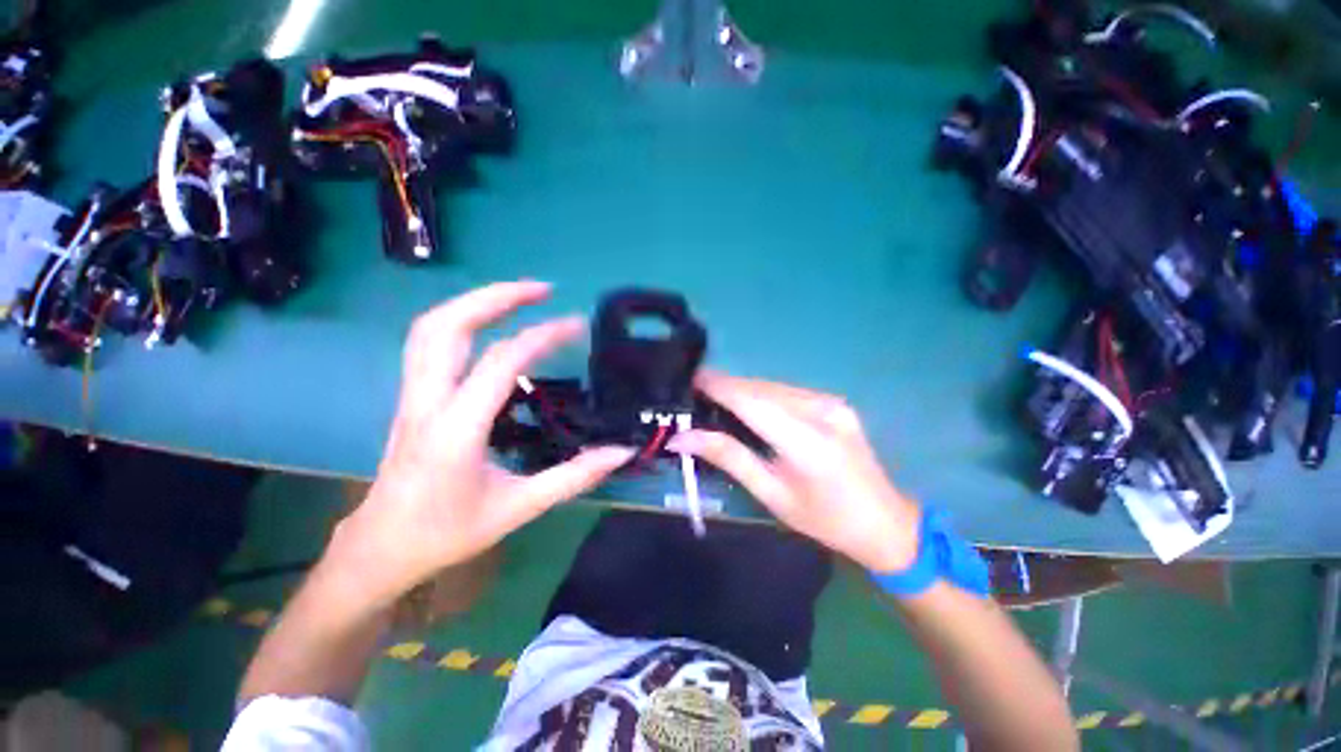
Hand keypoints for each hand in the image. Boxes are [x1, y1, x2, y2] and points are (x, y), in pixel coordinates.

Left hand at [330, 282, 634, 605]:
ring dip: (475, 302)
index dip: (543, 336)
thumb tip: (620, 451)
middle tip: (542, 289)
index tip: (577, 325)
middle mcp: (427, 401)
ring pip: (431, 327)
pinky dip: (463, 320)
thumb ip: (574, 476)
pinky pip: (430, 342)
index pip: (501, 362)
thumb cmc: (448, 531)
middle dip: (496, 296)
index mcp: (455, 429)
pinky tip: (491, 325)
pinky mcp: (412, 396)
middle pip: (448, 325)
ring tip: (519, 296)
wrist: (381, 548)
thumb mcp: (519, 508)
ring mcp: (412, 395)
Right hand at [668, 370, 920, 571]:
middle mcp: (821, 411)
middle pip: (760, 388)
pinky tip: (749, 406)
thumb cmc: (823, 519)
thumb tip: (682, 438)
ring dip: (742, 389)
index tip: (690, 379)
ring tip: (716, 398)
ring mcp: (832, 402)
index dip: (718, 386)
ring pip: (772, 386)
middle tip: (696, 393)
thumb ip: (728, 457)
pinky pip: (787, 391)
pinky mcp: (835, 401)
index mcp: (807, 442)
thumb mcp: (771, 494)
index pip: (751, 401)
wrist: (884, 521)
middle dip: (726, 386)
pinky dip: (762, 394)